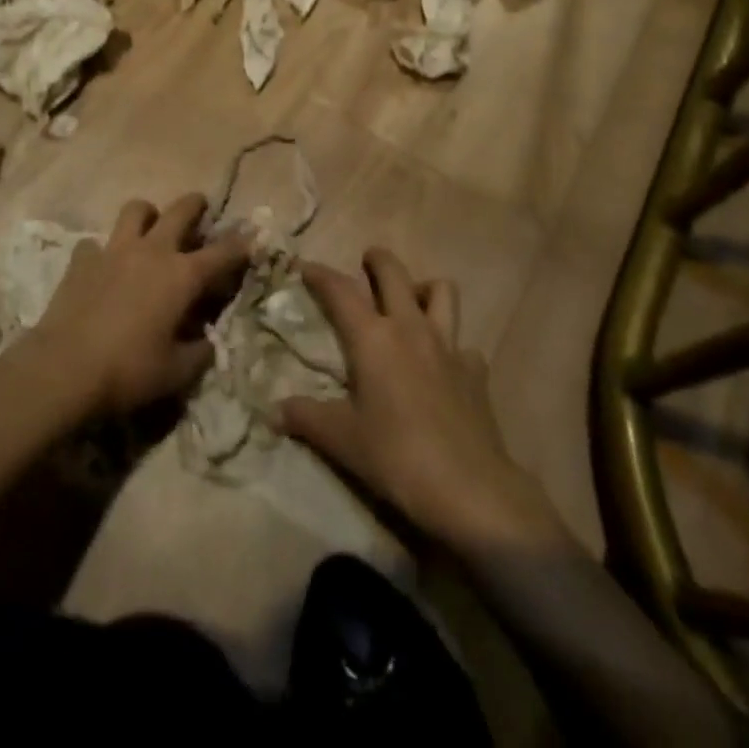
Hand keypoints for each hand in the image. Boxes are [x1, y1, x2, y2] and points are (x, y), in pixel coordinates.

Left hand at [31, 193, 248, 416]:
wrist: (63, 370)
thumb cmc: (128, 372)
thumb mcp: (176, 373)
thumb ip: (199, 353)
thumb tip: (208, 341)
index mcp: (182, 276)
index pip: (222, 252)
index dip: (241, 244)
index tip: (252, 237)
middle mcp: (152, 251)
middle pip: (180, 210)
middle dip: (195, 205)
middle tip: (200, 209)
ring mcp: (114, 250)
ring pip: (135, 210)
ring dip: (147, 215)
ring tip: (149, 229)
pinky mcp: (82, 259)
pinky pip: (95, 243)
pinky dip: (102, 251)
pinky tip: (102, 268)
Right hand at [279, 249, 567, 555]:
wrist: (470, 489)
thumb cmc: (397, 457)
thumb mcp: (342, 440)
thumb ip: (306, 418)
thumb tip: (273, 411)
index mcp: (373, 338)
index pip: (340, 290)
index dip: (320, 274)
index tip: (304, 266)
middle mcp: (411, 328)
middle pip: (394, 272)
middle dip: (377, 260)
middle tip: (365, 265)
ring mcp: (449, 345)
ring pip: (442, 291)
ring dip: (423, 288)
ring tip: (410, 302)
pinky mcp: (475, 370)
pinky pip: (463, 342)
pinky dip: (451, 345)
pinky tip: (442, 365)